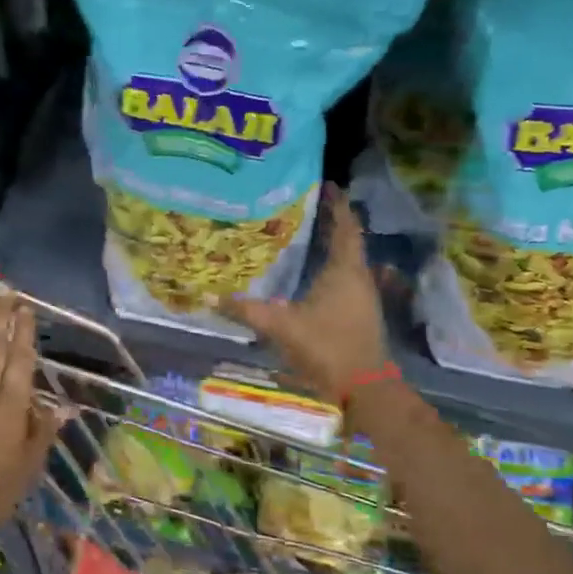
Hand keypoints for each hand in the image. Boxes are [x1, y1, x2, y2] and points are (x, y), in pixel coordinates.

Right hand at [223, 184, 388, 400]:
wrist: (364, 388)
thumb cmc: (326, 347)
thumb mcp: (280, 327)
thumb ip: (246, 311)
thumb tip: (209, 296)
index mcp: (345, 270)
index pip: (345, 227)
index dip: (338, 205)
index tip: (329, 185)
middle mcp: (359, 277)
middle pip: (349, 241)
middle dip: (333, 222)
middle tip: (312, 206)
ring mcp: (363, 297)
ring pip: (349, 261)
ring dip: (334, 246)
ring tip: (311, 234)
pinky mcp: (361, 314)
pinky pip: (347, 279)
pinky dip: (333, 269)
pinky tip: (316, 275)